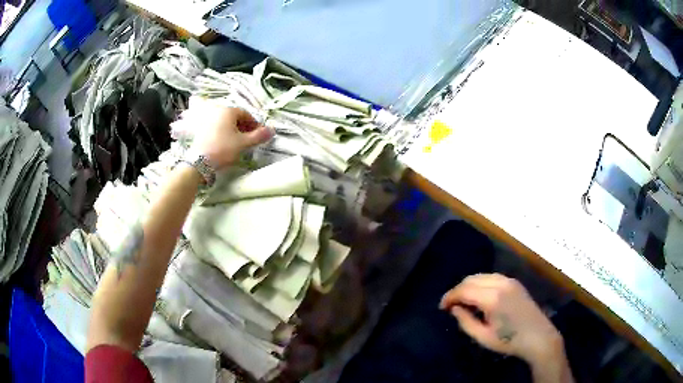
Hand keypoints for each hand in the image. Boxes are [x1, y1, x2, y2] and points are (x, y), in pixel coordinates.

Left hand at [183, 103, 272, 170]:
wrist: (199, 162)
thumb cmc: (223, 149)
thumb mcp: (243, 143)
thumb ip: (259, 136)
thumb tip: (272, 130)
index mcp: (228, 111)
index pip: (246, 114)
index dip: (254, 124)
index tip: (258, 134)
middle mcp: (217, 111)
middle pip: (235, 117)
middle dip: (244, 127)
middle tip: (249, 139)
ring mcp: (207, 120)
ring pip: (225, 123)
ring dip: (234, 130)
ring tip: (238, 143)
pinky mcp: (201, 129)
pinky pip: (216, 128)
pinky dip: (223, 133)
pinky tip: (225, 144)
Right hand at [440, 274, 563, 365]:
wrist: (538, 336)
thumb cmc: (509, 340)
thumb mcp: (483, 337)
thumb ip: (465, 321)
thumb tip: (455, 309)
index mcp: (492, 298)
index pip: (463, 290)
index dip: (449, 297)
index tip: (442, 307)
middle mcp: (500, 283)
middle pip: (471, 279)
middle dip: (458, 290)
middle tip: (451, 306)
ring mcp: (509, 280)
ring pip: (481, 275)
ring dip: (469, 286)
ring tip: (464, 301)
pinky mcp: (514, 282)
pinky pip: (492, 277)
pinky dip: (481, 283)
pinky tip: (480, 297)